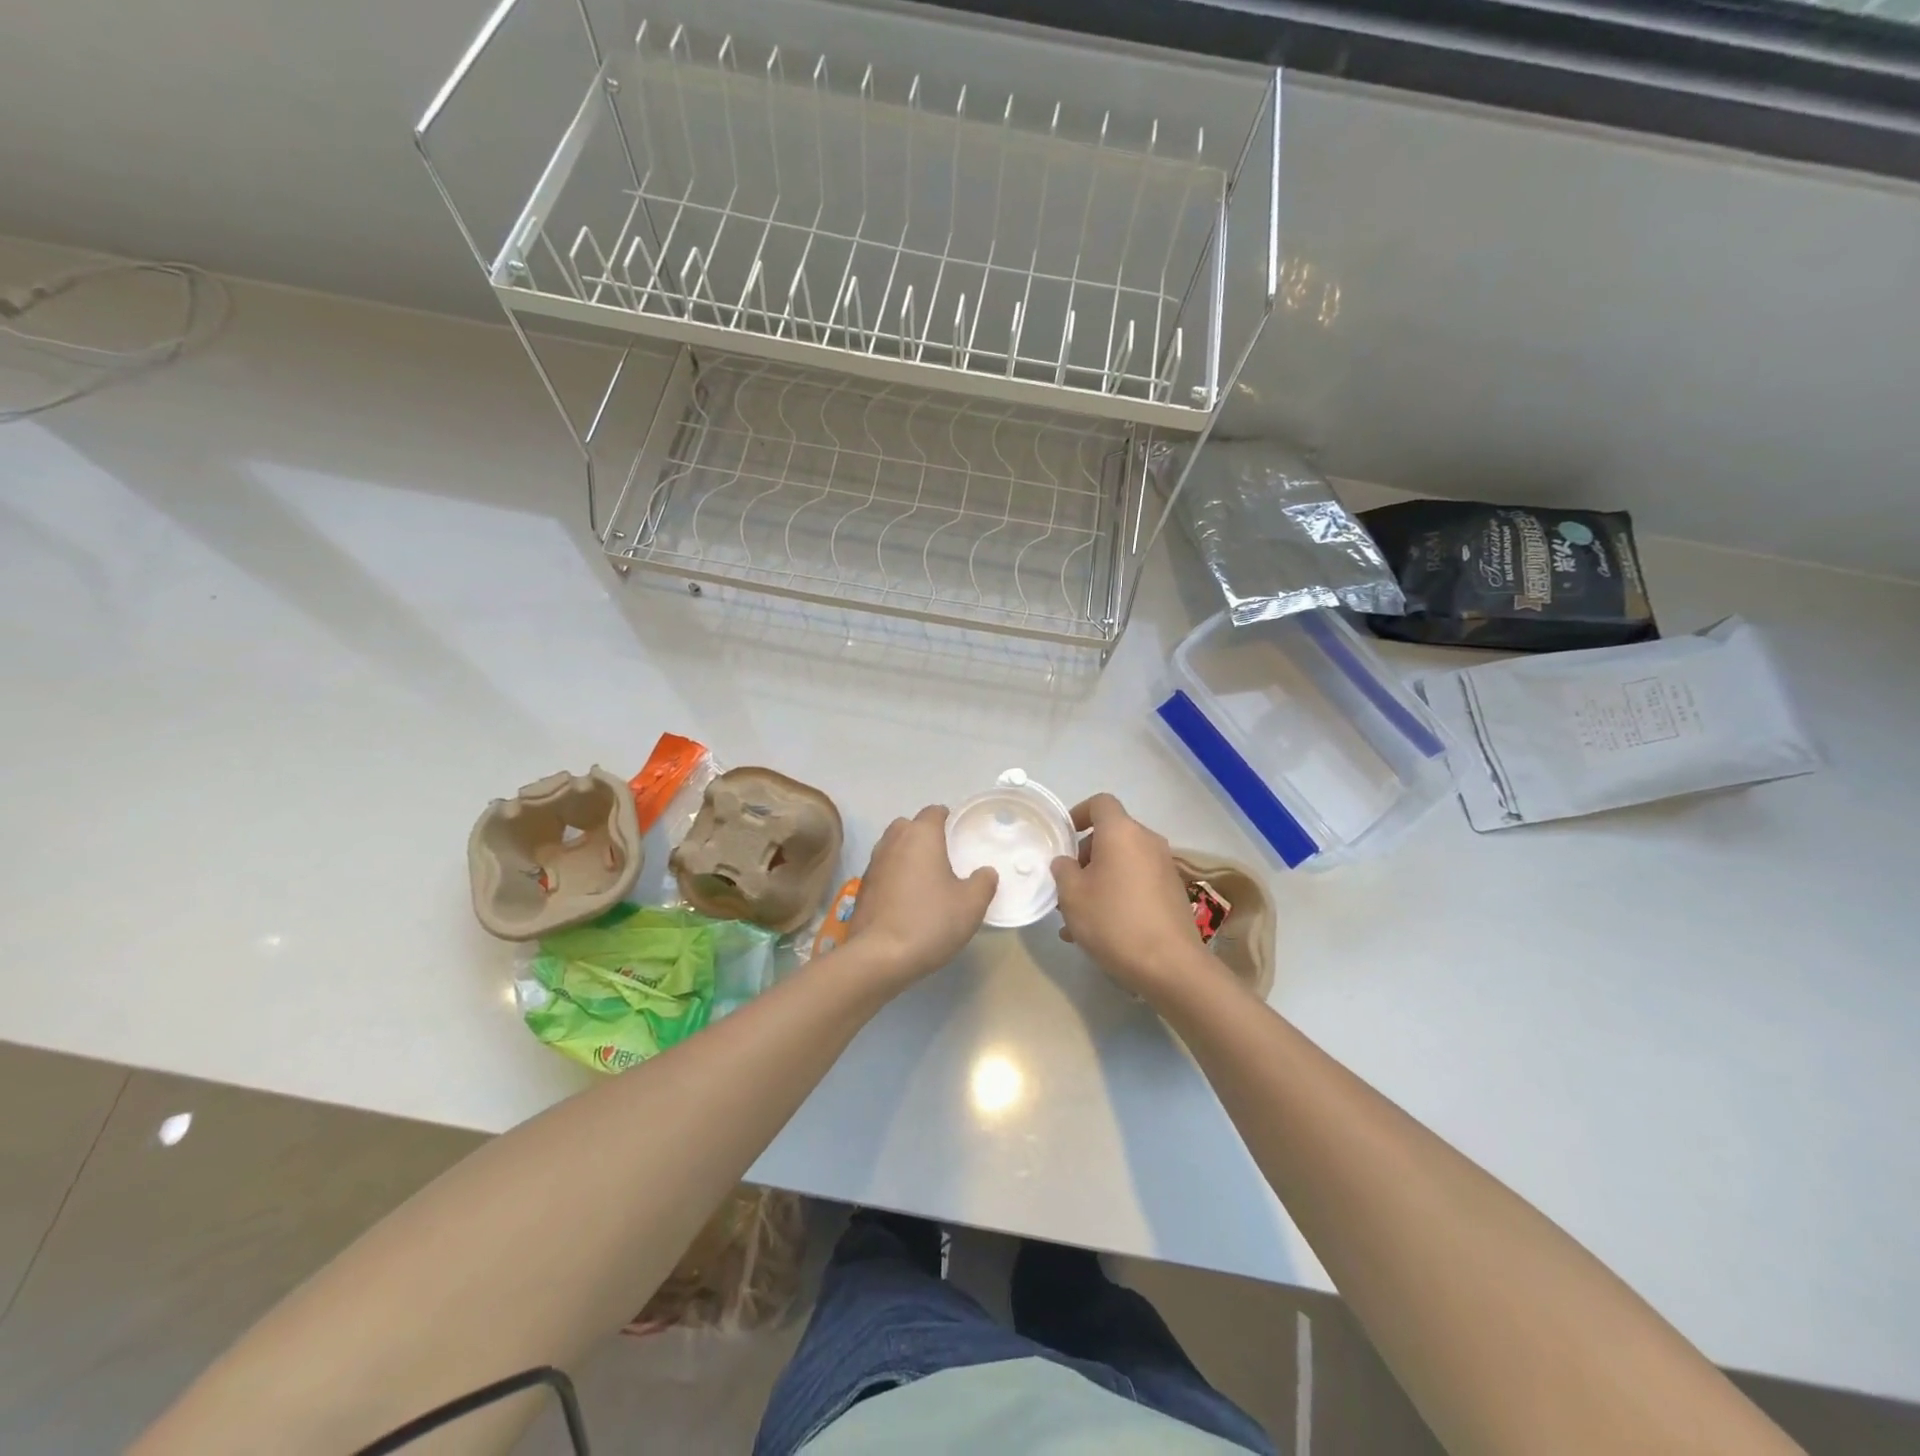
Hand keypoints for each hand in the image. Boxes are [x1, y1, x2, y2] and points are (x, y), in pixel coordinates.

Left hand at [844, 806, 996, 984]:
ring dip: (906, 856)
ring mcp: (873, 865)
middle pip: (908, 826)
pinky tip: (906, 900)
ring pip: (892, 848)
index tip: (958, 832)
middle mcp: (893, 842)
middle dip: (923, 834)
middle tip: (943, 855)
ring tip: (925, 878)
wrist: (880, 956)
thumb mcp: (971, 904)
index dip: (947, 818)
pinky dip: (894, 877)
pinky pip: (883, 872)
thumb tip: (985, 872)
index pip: (933, 811)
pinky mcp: (862, 888)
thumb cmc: (930, 921)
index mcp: (921, 836)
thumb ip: (983, 882)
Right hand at [1051, 794, 1210, 998]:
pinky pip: (1137, 881)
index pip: (1101, 803)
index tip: (1064, 837)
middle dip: (1086, 855)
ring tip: (1078, 916)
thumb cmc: (1113, 921)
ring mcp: (1164, 867)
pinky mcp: (1173, 892)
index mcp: (1122, 832)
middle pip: (1112, 835)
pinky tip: (1102, 929)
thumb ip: (1063, 870)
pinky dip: (1118, 893)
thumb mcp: (1072, 895)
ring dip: (1100, 879)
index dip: (1079, 813)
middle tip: (1067, 885)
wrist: (1170, 965)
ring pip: (1123, 862)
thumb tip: (1067, 862)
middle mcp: (1147, 841)